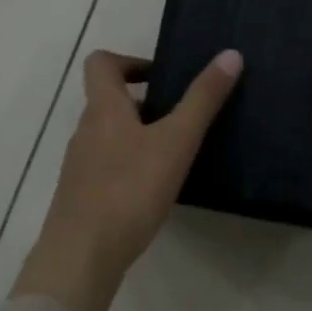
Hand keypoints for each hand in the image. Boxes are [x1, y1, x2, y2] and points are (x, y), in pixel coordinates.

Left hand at [15, 48, 241, 310]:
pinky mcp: (82, 195)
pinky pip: (108, 165)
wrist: (82, 256)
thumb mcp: (176, 142)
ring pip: (110, 134)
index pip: (101, 64)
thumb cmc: (130, 190)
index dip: (130, 61)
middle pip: (109, 100)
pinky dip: (131, 165)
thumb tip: (230, 54)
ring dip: (140, 134)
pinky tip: (155, 189)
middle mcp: (86, 131)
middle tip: (183, 117)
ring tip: (176, 153)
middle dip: (145, 102)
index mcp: (103, 109)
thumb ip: (202, 100)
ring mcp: (80, 165)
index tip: (163, 77)